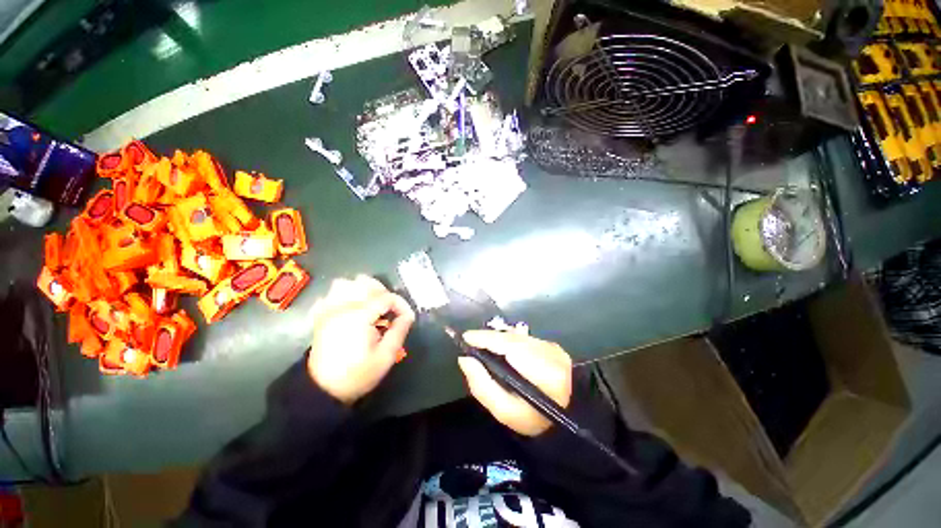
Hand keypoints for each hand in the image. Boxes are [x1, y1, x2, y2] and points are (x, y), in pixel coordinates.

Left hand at [308, 275, 414, 403]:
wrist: (323, 390)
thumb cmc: (358, 374)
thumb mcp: (386, 356)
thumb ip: (399, 331)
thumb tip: (408, 315)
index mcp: (359, 316)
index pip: (386, 297)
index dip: (401, 304)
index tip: (407, 317)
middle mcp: (341, 307)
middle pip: (364, 282)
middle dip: (383, 293)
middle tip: (390, 310)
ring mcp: (327, 310)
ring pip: (344, 284)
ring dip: (361, 290)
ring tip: (371, 305)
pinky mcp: (320, 317)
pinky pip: (329, 296)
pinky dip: (341, 296)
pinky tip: (350, 309)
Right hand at [458, 330, 572, 436]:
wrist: (568, 415)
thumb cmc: (534, 420)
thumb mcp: (505, 411)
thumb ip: (482, 386)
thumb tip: (465, 360)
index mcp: (543, 371)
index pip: (509, 346)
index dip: (486, 339)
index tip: (466, 338)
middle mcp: (549, 352)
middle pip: (512, 338)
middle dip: (489, 338)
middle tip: (470, 341)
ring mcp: (552, 346)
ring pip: (517, 336)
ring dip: (498, 339)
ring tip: (482, 344)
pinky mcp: (552, 345)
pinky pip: (524, 338)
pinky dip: (509, 341)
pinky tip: (501, 348)